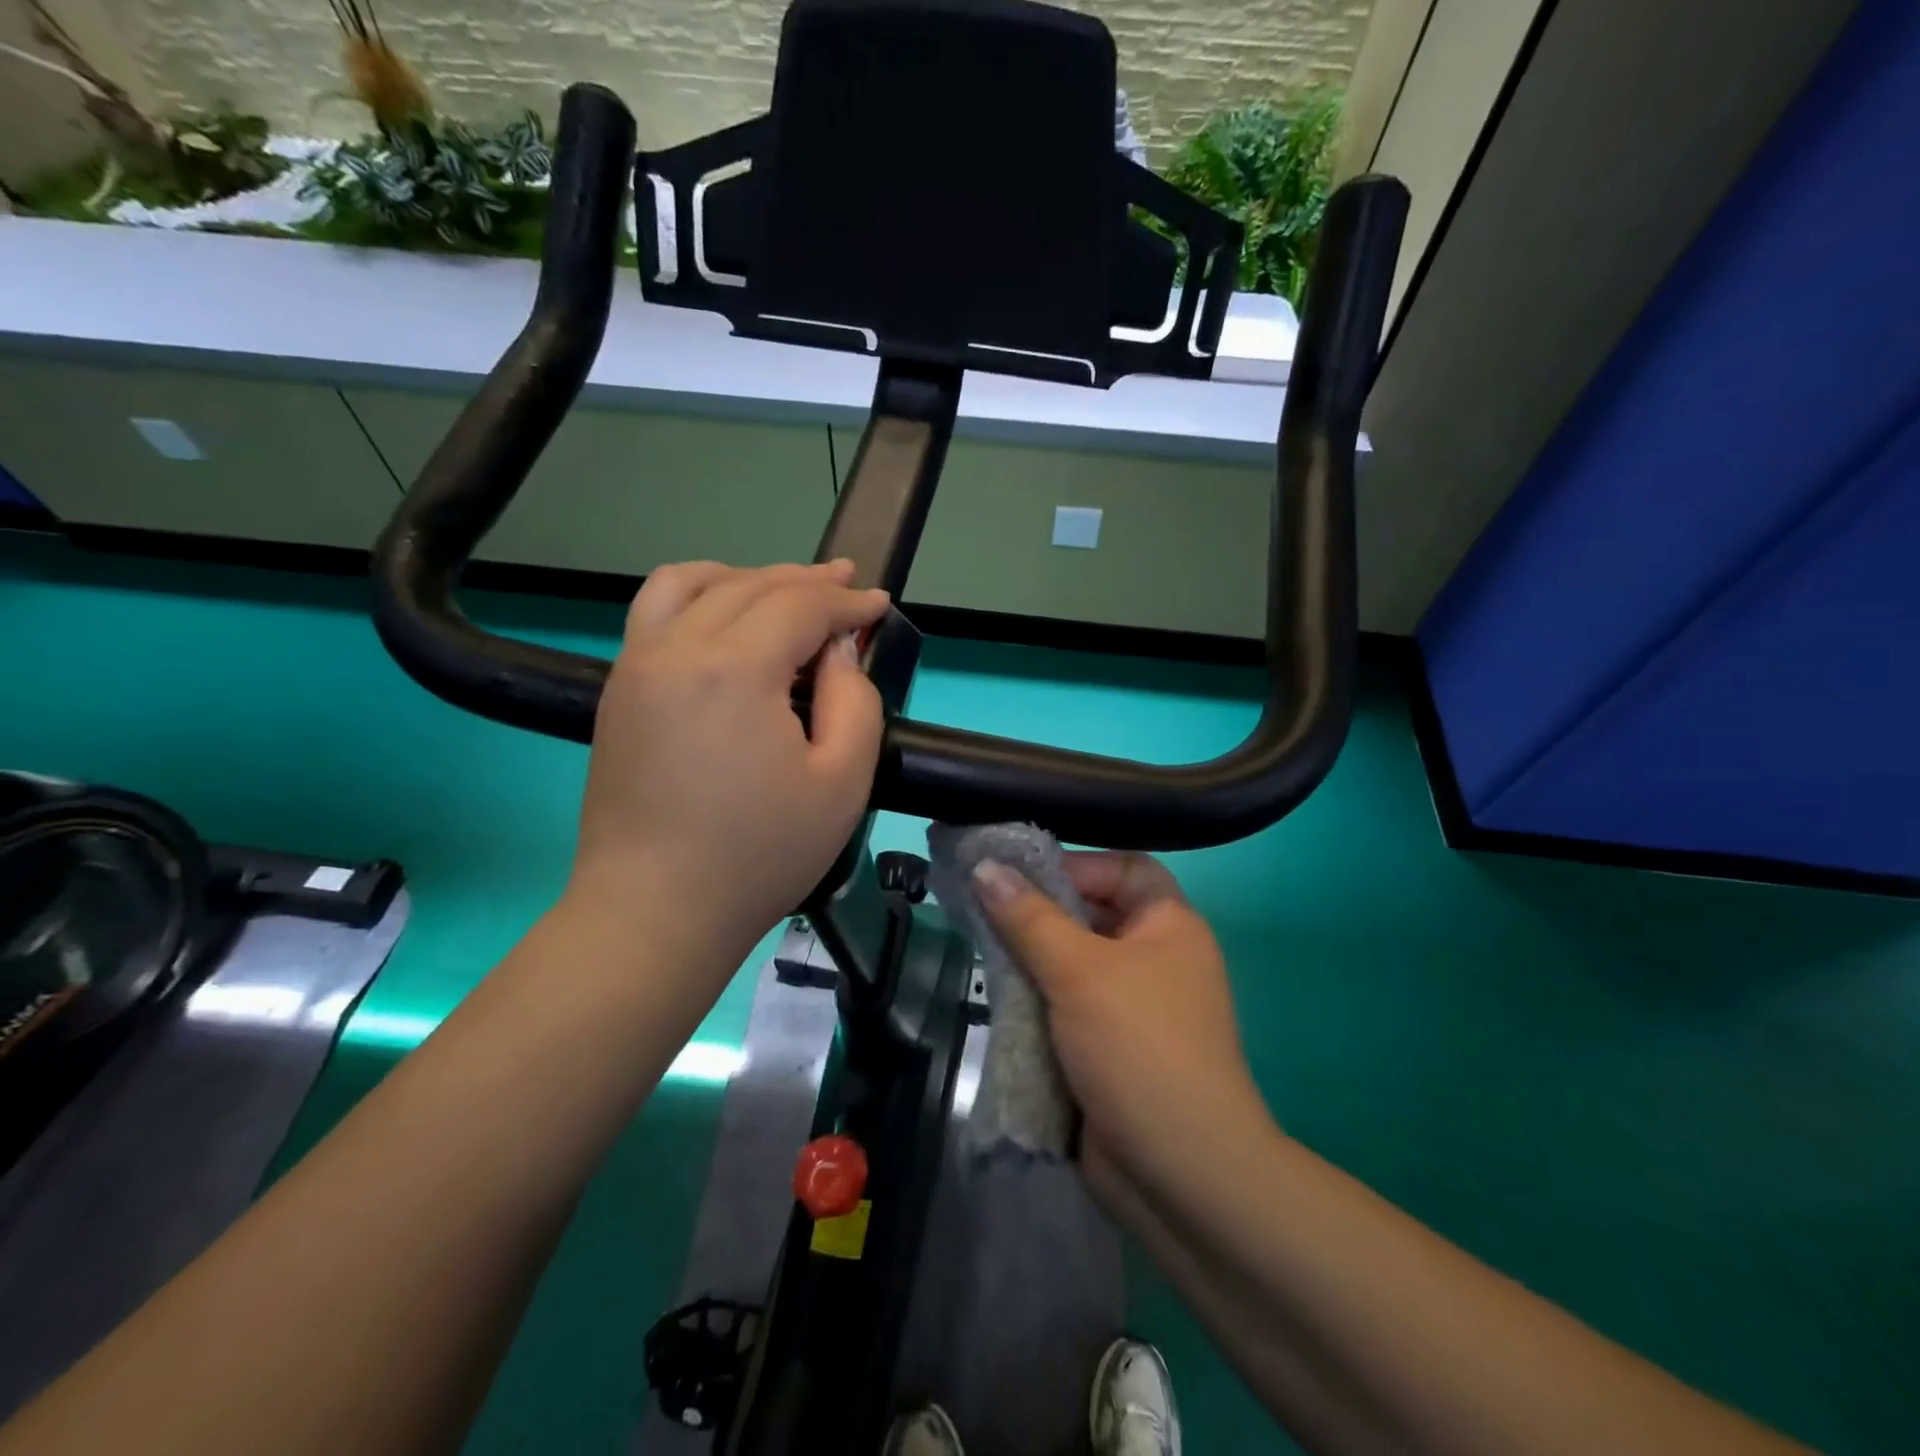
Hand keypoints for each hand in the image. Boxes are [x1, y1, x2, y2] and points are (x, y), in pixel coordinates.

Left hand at [569, 560, 890, 963]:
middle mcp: (676, 648)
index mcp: (734, 669)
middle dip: (807, 581)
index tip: (880, 603)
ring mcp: (637, 665)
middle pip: (750, 587)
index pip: (800, 607)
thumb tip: (837, 650)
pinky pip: (656, 612)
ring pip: (693, 584)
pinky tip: (724, 614)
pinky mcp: (618, 689)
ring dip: (748, 577)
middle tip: (847, 583)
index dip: (846, 601)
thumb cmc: (760, 854)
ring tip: (785, 590)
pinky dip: (699, 594)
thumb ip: (856, 701)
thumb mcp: (842, 782)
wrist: (654, 911)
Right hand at [974, 852, 1271, 1191]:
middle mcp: (1155, 959)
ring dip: (1031, 961)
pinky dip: (1035, 1002)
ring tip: (982, 952)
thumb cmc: (1137, 1047)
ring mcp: (1132, 1008)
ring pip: (1072, 964)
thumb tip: (985, 865)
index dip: (1075, 865)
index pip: (1123, 868)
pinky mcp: (1108, 1049)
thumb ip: (1028, 917)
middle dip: (1039, 914)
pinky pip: (1065, 1007)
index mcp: (1169, 926)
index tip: (1017, 875)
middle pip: (1092, 915)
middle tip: (983, 910)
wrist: (1178, 1173)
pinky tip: (997, 999)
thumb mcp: (1078, 970)